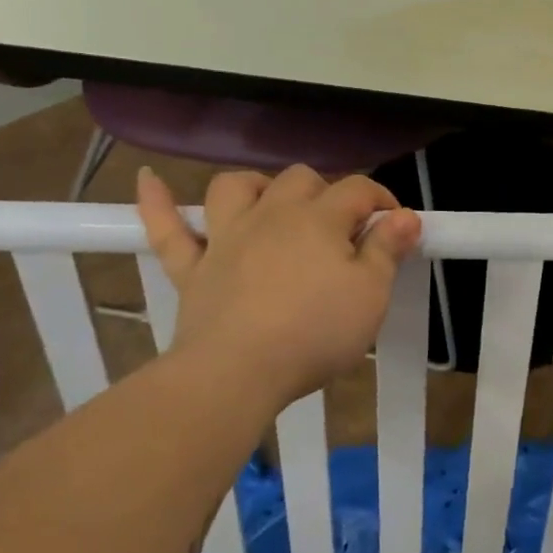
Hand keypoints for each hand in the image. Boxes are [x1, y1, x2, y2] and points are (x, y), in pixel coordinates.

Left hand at [135, 164, 421, 405]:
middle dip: (326, 193)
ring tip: (271, 204)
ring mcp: (226, 238)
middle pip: (300, 179)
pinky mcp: (192, 268)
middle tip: (341, 230)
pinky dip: (157, 202)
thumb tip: (405, 216)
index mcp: (319, 220)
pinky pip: (167, 228)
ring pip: (235, 188)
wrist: (237, 373)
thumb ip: (387, 249)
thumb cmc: (314, 333)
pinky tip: (148, 180)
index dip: (381, 199)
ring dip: (255, 186)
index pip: (358, 189)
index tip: (395, 225)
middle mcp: (272, 215)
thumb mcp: (370, 295)